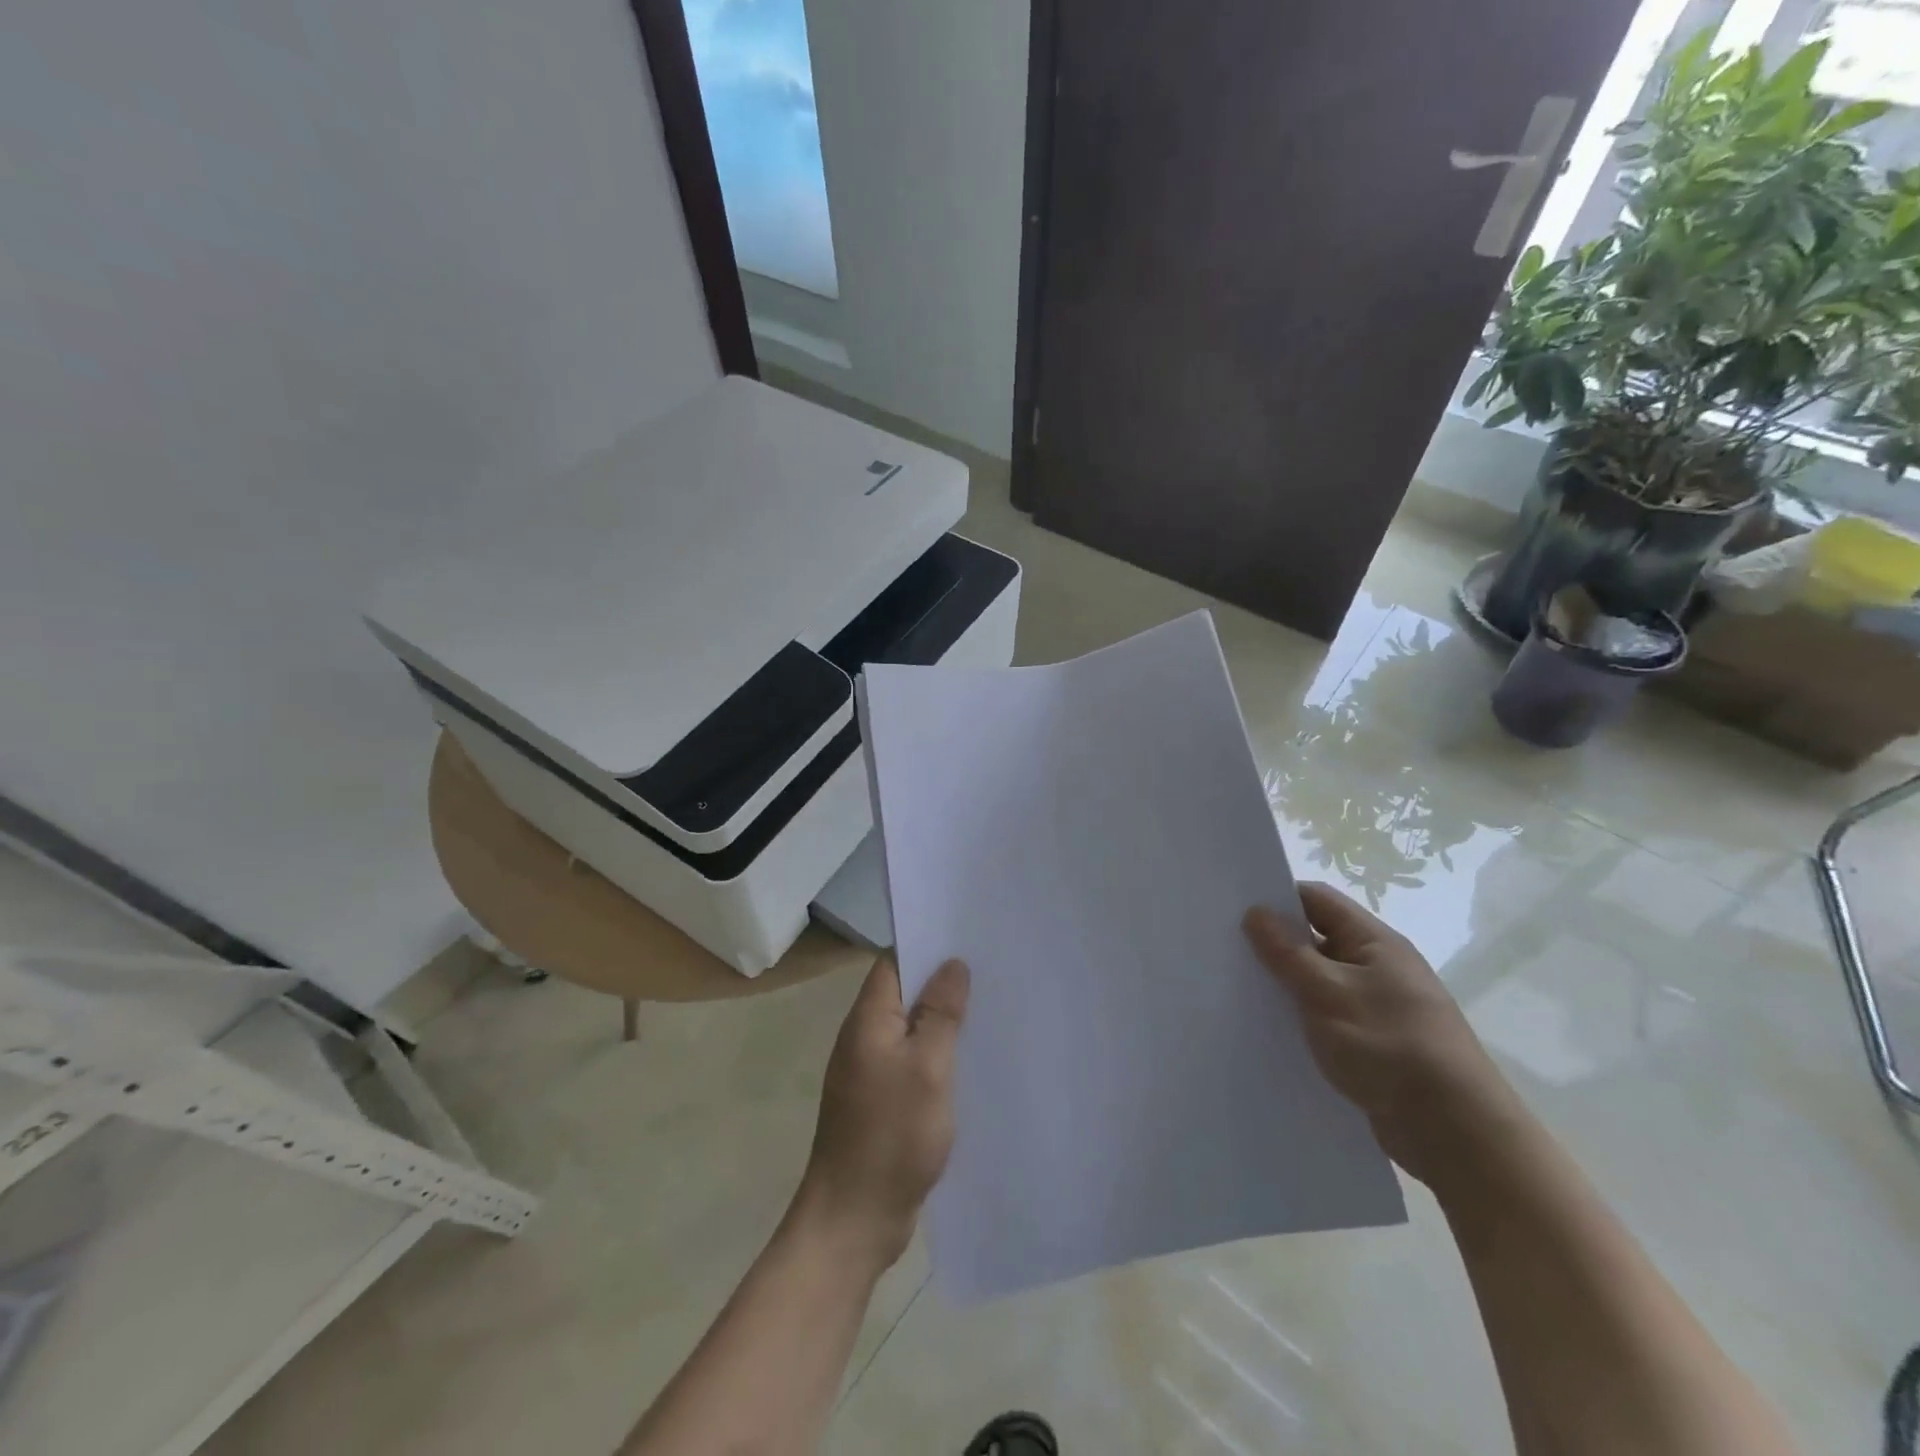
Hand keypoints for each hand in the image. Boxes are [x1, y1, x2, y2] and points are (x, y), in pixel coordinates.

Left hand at [792, 955, 969, 1270]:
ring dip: (942, 1020)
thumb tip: (952, 963)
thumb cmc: (892, 1135)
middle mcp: (864, 1038)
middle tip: (991, 973)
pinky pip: (912, 1062)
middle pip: (904, 994)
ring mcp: (870, 1072)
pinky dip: (938, 1055)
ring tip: (989, 1009)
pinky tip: (970, 1061)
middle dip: (942, 983)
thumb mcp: (928, 1067)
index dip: (927, 947)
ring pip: (911, 1030)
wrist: (854, 1220)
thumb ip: (940, 1013)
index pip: (893, 963)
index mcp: (868, 1020)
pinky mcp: (881, 1102)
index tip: (968, 940)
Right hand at [1244, 882, 1520, 1187]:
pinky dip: (1299, 1015)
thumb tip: (1255, 912)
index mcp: (1374, 941)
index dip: (1276, 898)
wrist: (1454, 1131)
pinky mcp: (1372, 1041)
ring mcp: (1376, 1005)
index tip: (1232, 908)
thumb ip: (1287, 952)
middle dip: (1273, 942)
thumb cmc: (1390, 1045)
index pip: (1316, 900)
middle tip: (1223, 947)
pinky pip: (1325, 1014)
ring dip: (1284, 982)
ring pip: (1317, 979)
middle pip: (1315, 938)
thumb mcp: (1329, 992)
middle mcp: (1377, 966)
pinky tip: (1268, 1027)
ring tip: (1235, 987)